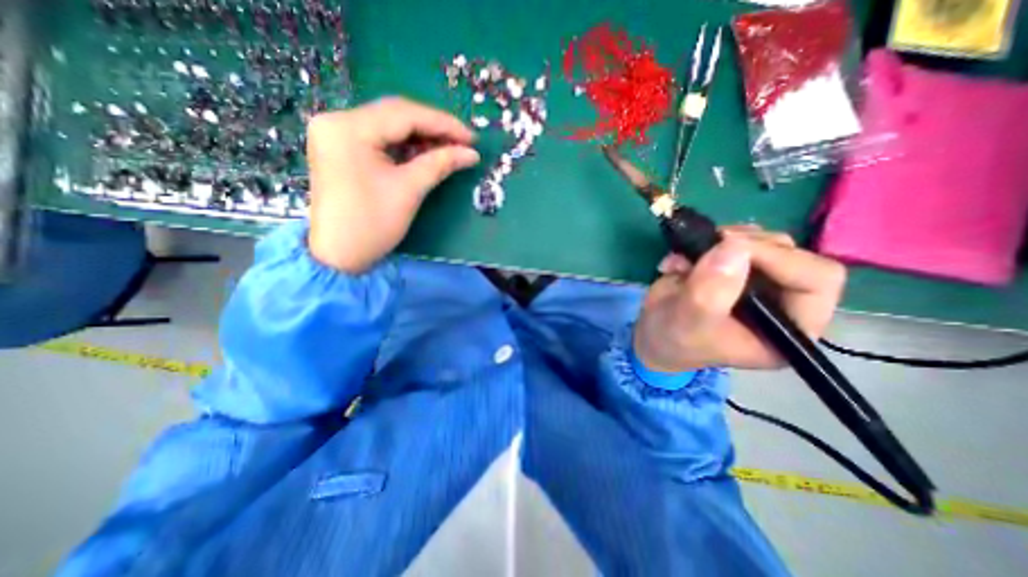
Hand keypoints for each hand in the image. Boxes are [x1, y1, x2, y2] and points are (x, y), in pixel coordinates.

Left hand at [304, 97, 480, 272]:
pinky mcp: (341, 148)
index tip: (472, 137)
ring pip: (389, 125)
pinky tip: (425, 153)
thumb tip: (471, 153)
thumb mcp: (409, 191)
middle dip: (433, 128)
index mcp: (349, 128)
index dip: (443, 124)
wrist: (338, 255)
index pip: (405, 114)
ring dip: (421, 136)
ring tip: (449, 148)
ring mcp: (335, 133)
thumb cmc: (372, 225)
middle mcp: (337, 120)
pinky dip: (405, 145)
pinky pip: (380, 138)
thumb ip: (440, 164)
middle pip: (395, 114)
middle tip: (463, 142)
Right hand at [636, 226, 842, 368]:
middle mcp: (783, 301)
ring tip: (685, 261)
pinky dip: (703, 243)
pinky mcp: (735, 268)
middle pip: (789, 252)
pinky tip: (679, 261)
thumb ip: (710, 293)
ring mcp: (758, 281)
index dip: (778, 258)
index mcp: (790, 327)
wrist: (653, 335)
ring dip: (719, 242)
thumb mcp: (690, 322)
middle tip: (705, 249)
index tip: (729, 249)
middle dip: (743, 246)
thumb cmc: (674, 340)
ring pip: (760, 241)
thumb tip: (733, 248)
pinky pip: (732, 240)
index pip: (816, 279)